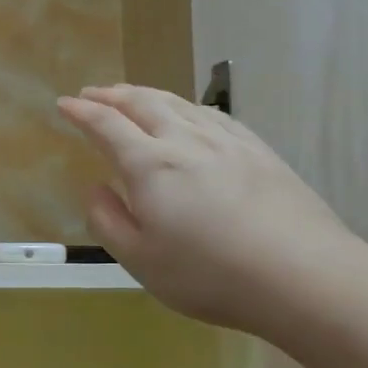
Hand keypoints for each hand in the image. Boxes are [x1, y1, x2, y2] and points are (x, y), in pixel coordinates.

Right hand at [57, 85, 367, 336]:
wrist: (302, 275)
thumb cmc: (210, 274)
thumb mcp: (141, 261)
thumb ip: (109, 221)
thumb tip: (96, 188)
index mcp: (150, 165)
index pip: (107, 126)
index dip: (82, 112)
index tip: (65, 104)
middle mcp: (185, 140)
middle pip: (143, 103)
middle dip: (112, 94)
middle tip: (93, 92)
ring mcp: (227, 141)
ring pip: (179, 103)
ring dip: (147, 94)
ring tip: (132, 95)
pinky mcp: (259, 150)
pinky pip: (212, 114)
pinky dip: (187, 106)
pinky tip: (189, 113)